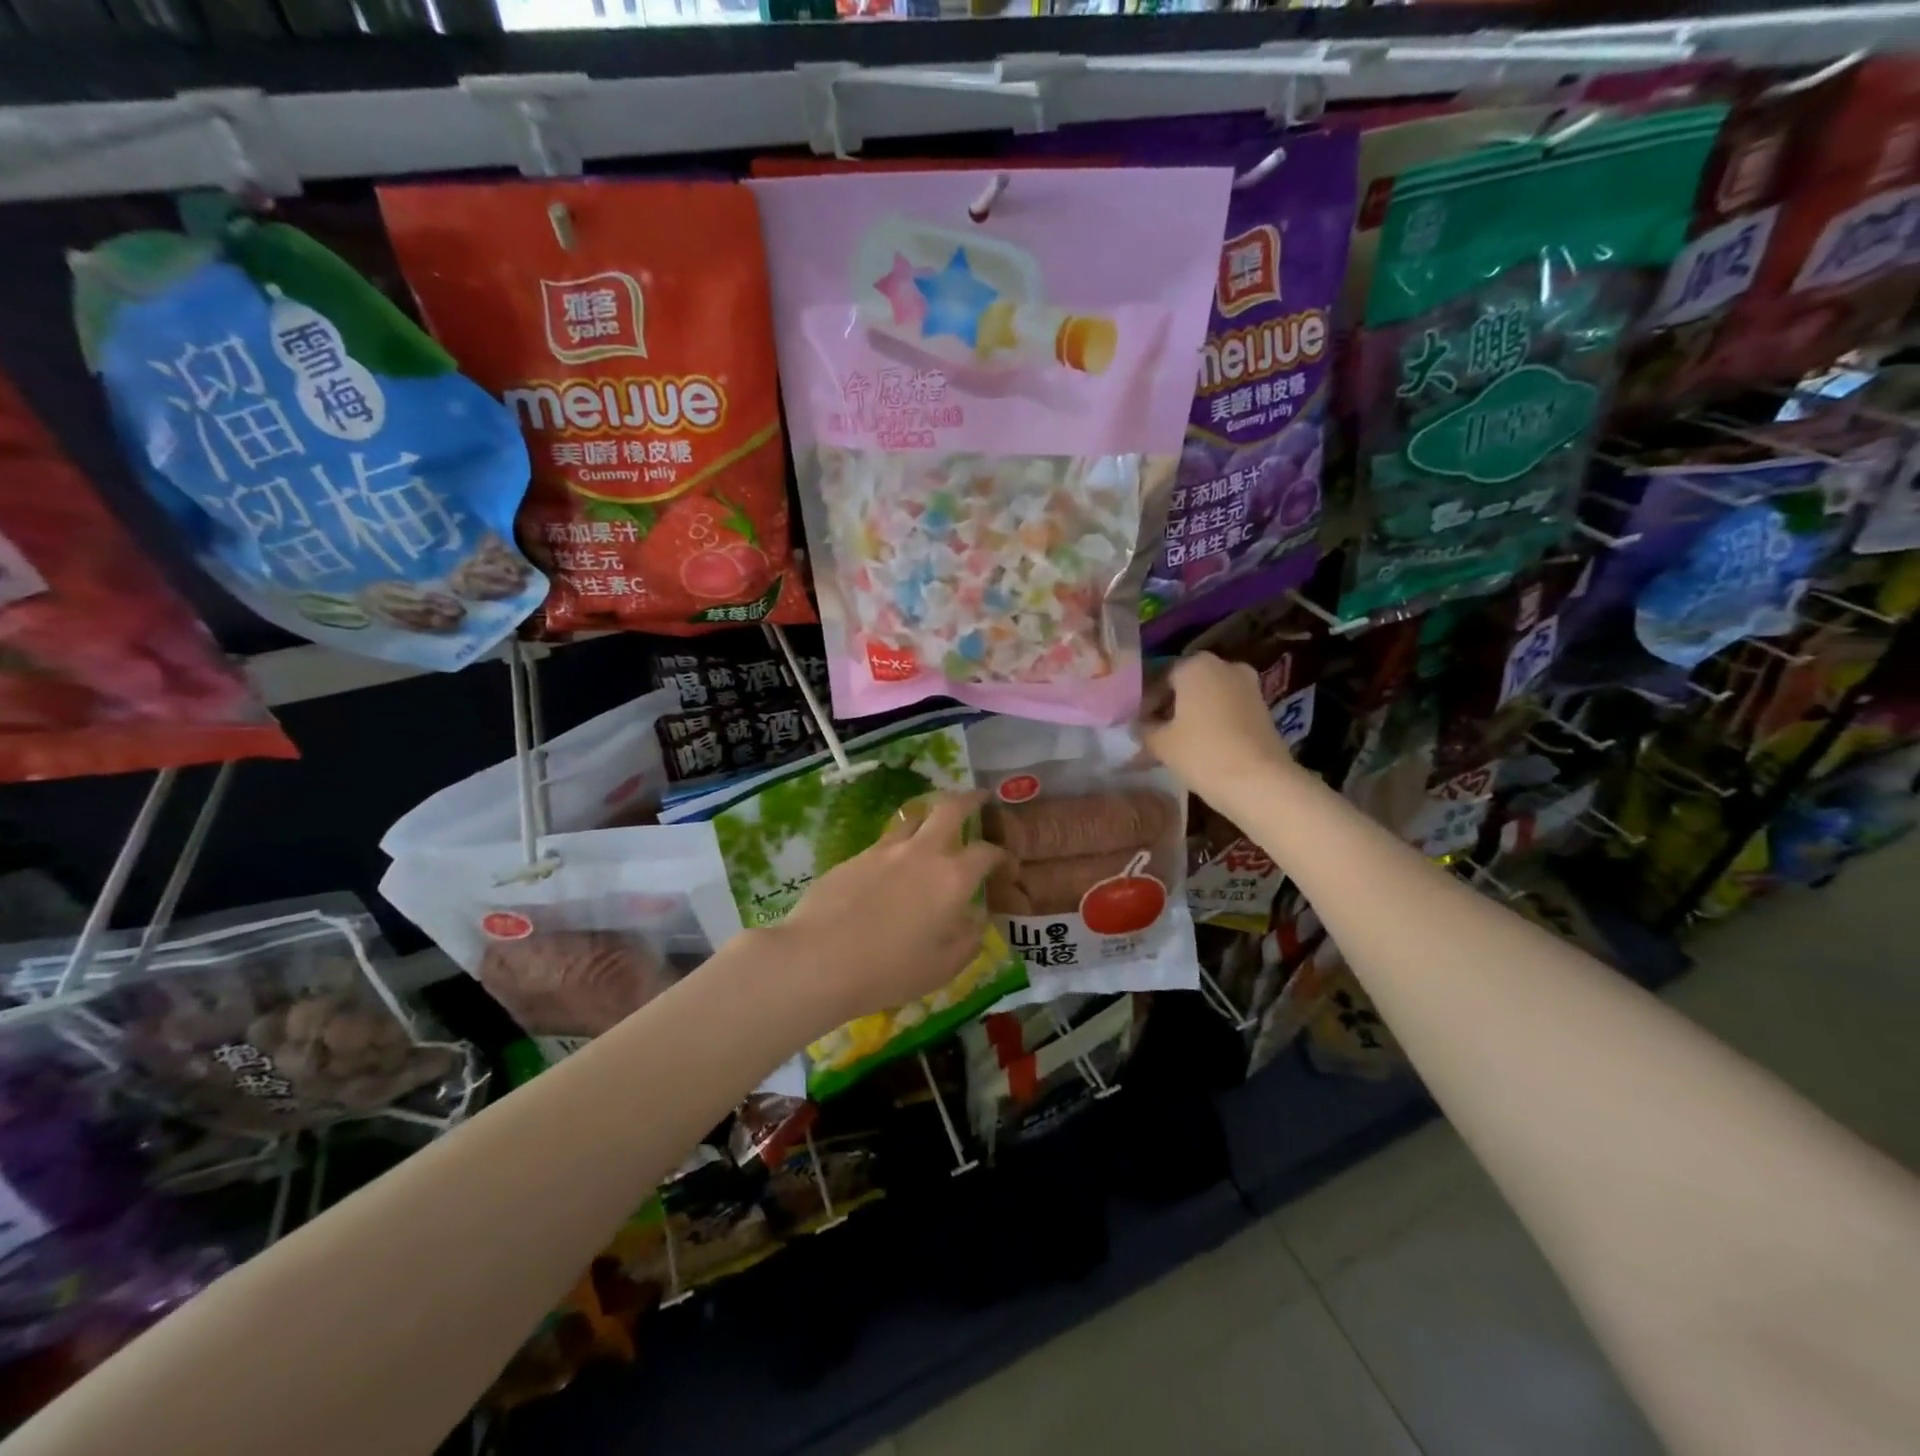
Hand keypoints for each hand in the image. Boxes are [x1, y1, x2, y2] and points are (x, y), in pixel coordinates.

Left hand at [777, 790, 1005, 1027]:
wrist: (818, 959)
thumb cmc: (889, 970)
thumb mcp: (943, 967)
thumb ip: (968, 939)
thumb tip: (976, 918)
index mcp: (953, 878)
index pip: (987, 852)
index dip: (1002, 856)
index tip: (1005, 866)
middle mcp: (923, 852)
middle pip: (950, 807)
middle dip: (970, 798)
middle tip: (979, 798)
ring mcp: (885, 850)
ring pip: (913, 817)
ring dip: (930, 815)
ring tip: (934, 825)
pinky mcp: (854, 856)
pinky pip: (885, 842)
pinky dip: (899, 844)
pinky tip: (892, 867)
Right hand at [1140, 652, 1296, 801]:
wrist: (1260, 782)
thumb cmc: (1202, 752)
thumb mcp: (1160, 743)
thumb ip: (1143, 730)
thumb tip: (1136, 726)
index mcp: (1196, 665)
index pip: (1160, 676)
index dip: (1144, 700)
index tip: (1136, 723)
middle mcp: (1225, 666)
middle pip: (1187, 684)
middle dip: (1168, 707)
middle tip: (1152, 732)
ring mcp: (1249, 687)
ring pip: (1208, 697)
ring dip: (1190, 715)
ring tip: (1173, 743)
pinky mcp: (1263, 709)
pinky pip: (1227, 710)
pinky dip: (1211, 723)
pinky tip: (1199, 746)